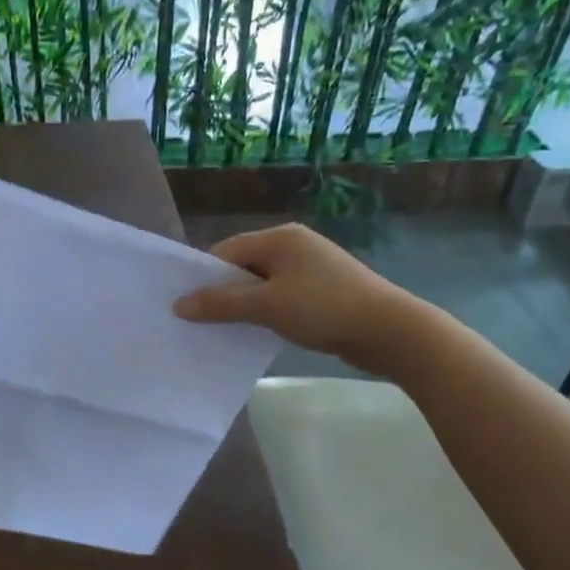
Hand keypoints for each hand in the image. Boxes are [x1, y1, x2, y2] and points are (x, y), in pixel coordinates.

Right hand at [173, 224, 431, 377]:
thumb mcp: (265, 306)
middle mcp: (295, 245)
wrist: (390, 331)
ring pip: (264, 284)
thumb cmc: (323, 308)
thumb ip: (220, 304)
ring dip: (247, 305)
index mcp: (280, 237)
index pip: (227, 252)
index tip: (189, 305)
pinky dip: (269, 312)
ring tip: (229, 330)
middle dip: (225, 292)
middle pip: (244, 266)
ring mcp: (312, 268)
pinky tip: (262, 332)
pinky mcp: (325, 290)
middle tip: (204, 321)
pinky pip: (283, 297)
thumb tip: (178, 305)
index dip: (206, 277)